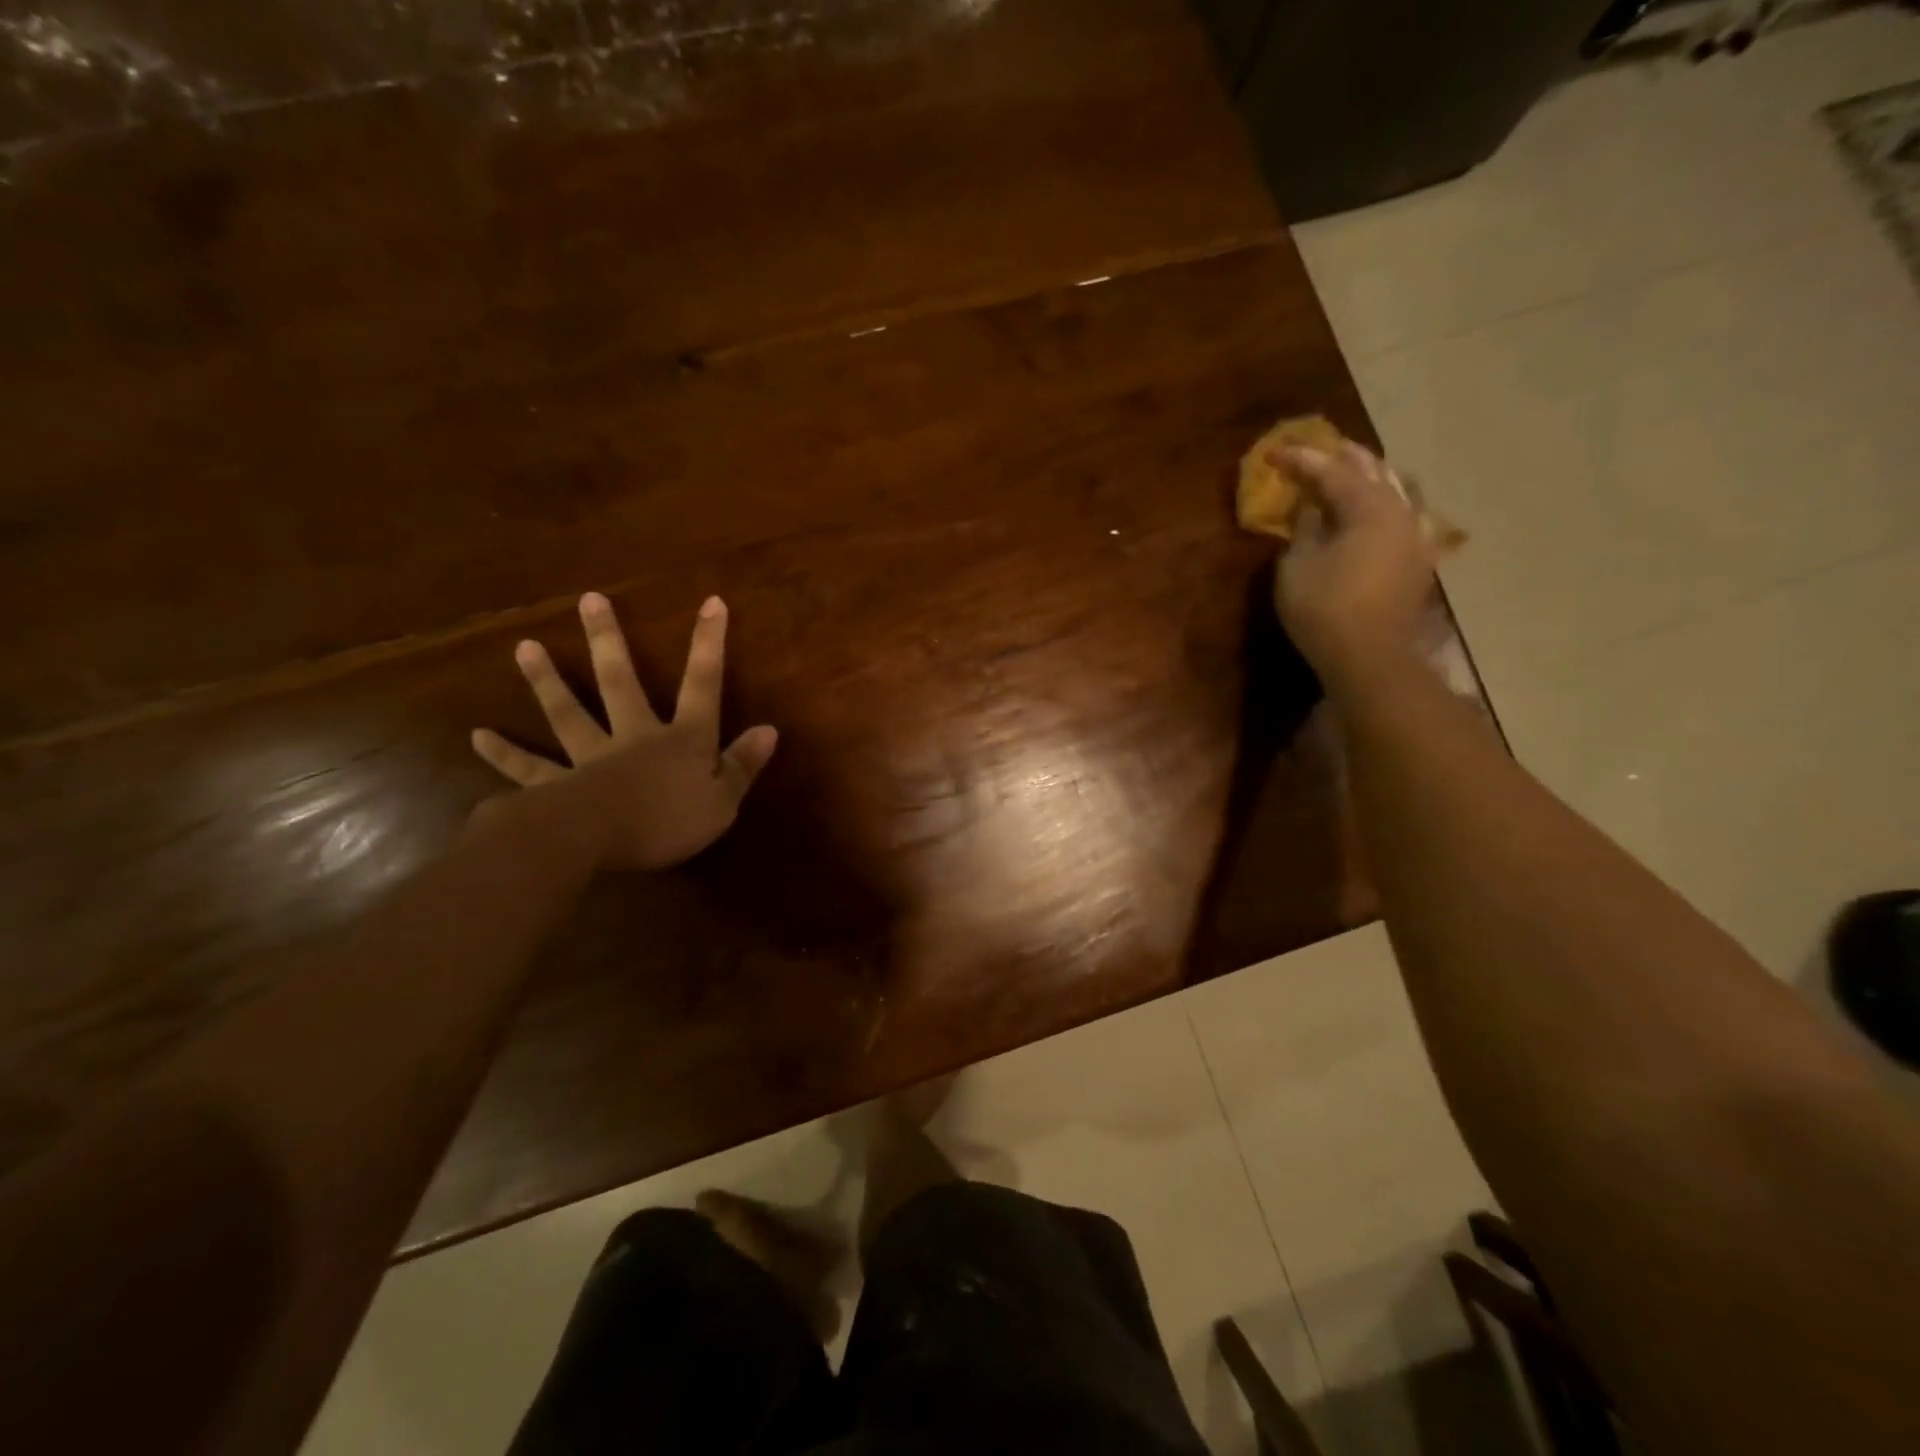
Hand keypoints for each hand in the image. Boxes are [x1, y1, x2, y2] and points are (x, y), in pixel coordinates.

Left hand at [471, 593, 777, 870]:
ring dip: (546, 681)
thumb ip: (744, 765)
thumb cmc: (669, 821)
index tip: (711, 602)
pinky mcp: (554, 786)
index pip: (703, 685)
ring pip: (568, 713)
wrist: (596, 842)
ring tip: (524, 647)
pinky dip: (503, 753)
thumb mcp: (724, 800)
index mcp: (681, 740)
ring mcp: (589, 758)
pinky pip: (528, 767)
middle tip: (589, 599)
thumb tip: (769, 730)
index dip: (709, 644)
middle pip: (620, 682)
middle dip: (609, 641)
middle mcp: (633, 736)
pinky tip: (478, 736)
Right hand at [1275, 440, 1436, 690]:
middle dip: (1339, 457)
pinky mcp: (1417, 558)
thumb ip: (1304, 526)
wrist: (1370, 656)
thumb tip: (1311, 504)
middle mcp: (1398, 509)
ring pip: (1394, 487)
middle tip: (1312, 450)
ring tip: (1346, 471)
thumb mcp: (1297, 564)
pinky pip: (1402, 513)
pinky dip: (1383, 501)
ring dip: (1367, 475)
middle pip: (1370, 469)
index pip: (1329, 470)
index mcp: (1367, 506)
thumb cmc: (1324, 608)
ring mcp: (1414, 533)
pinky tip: (1376, 506)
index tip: (1272, 453)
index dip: (1299, 459)